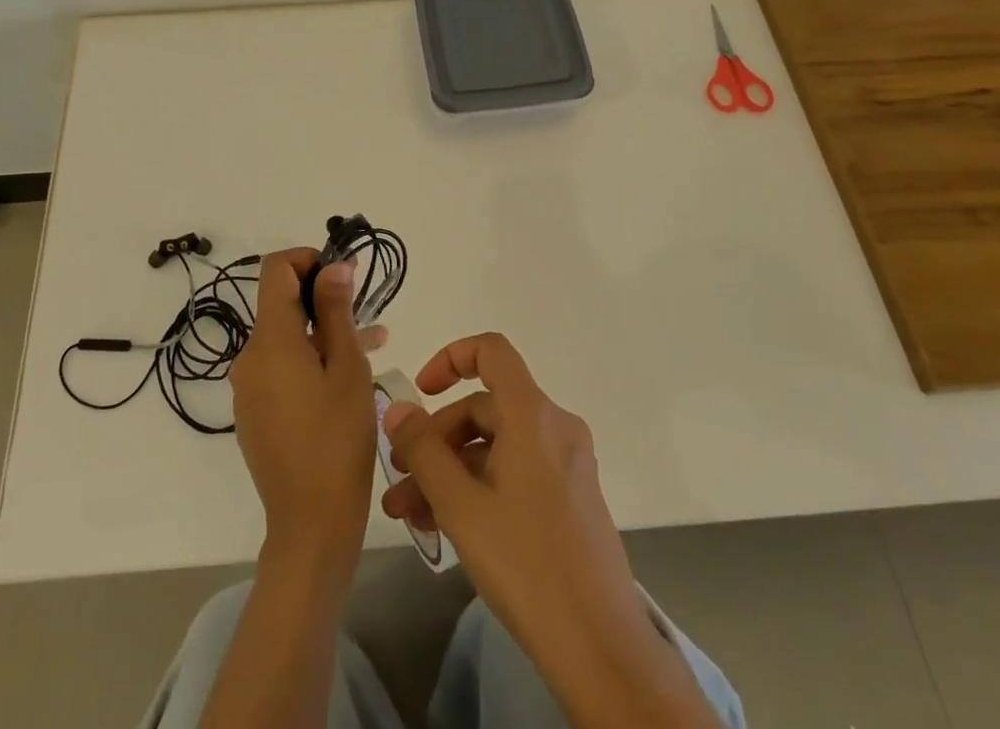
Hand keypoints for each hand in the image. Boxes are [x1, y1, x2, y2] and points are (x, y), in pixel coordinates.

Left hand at [229, 249, 379, 579]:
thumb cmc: (337, 439)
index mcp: (269, 340)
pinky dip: (309, 361)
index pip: (275, 269)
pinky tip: (345, 379)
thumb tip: (333, 266)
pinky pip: (280, 369)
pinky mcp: (254, 413)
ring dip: (322, 333)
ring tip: (370, 345)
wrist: (310, 524)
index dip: (308, 259)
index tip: (343, 274)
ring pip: (285, 339)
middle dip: (323, 300)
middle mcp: (249, 357)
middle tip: (367, 314)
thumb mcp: (347, 368)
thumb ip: (337, 310)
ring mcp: (248, 388)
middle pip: (281, 304)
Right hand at [381, 333, 648, 655]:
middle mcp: (555, 427)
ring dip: (450, 471)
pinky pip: (515, 472)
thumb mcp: (461, 505)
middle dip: (436, 439)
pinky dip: (479, 487)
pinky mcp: (570, 497)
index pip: (491, 351)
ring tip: (409, 514)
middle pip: (485, 408)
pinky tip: (444, 527)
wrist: (601, 648)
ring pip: (496, 447)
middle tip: (399, 478)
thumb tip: (398, 410)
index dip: (451, 358)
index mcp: (533, 414)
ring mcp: (566, 464)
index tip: (421, 392)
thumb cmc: (526, 563)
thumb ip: (424, 450)